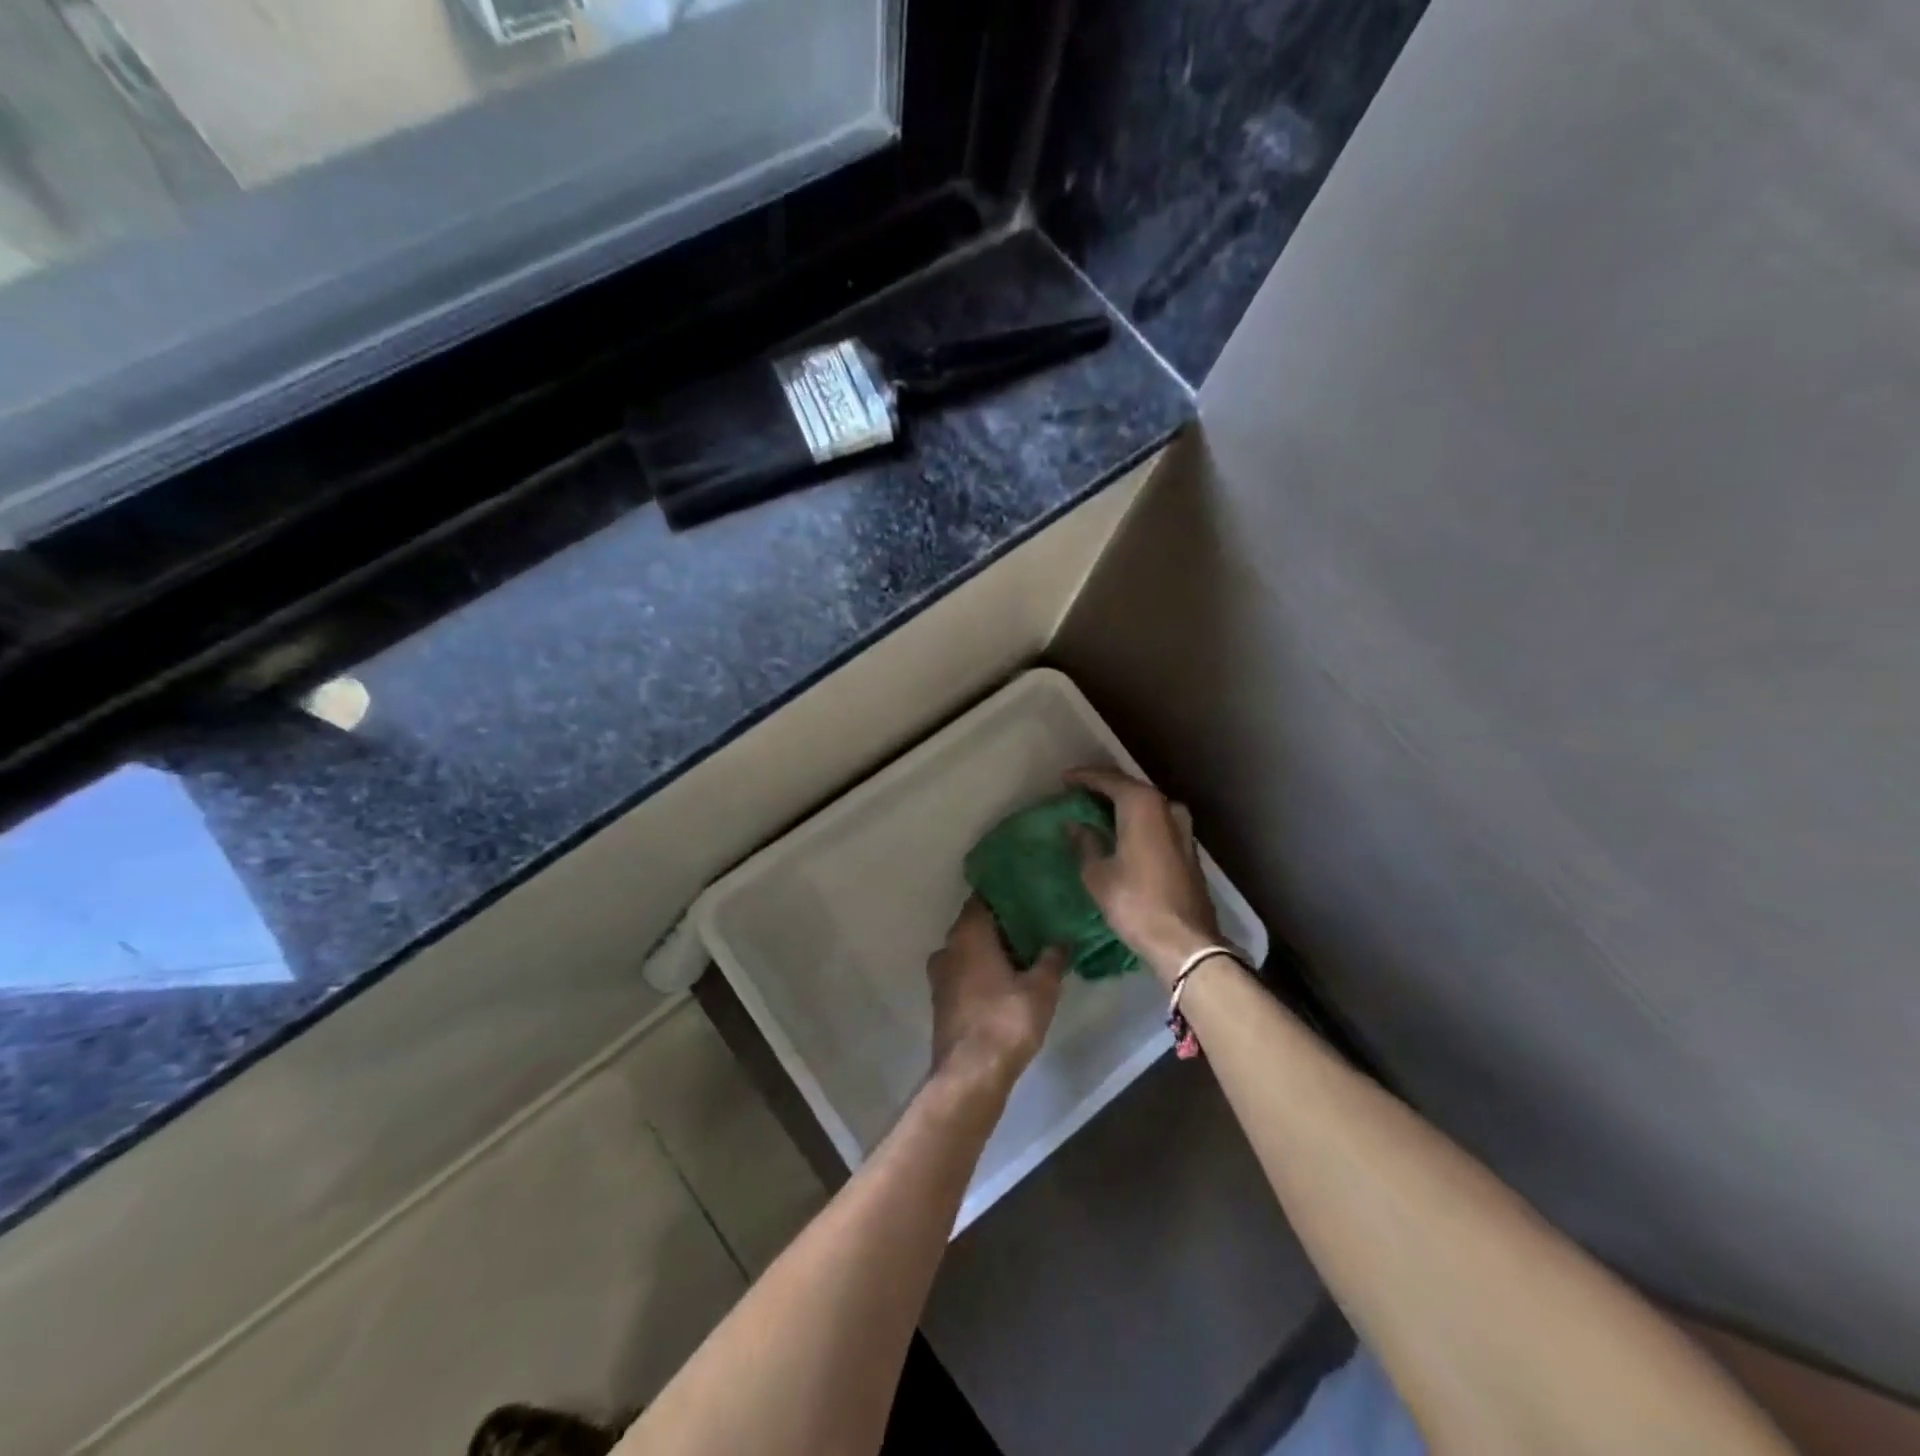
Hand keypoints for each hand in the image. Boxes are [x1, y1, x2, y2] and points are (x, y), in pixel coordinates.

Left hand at [926, 899, 1065, 1090]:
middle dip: (1001, 923)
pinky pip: (963, 972)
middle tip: (1033, 922)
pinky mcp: (941, 1000)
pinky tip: (1005, 979)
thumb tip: (1063, 939)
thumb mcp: (1041, 988)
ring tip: (1023, 952)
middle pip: (975, 924)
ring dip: (990, 949)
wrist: (971, 1074)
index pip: (983, 898)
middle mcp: (948, 947)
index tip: (1026, 893)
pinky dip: (981, 970)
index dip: (1004, 894)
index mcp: (968, 933)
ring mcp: (941, 974)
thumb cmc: (1006, 1020)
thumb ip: (1052, 958)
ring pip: (968, 949)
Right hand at [1067, 766, 1221, 985]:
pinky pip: (1156, 821)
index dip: (1084, 777)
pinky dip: (1136, 819)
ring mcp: (1182, 827)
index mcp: (1142, 805)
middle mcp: (1166, 807)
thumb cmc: (1134, 903)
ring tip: (1097, 809)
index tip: (1063, 779)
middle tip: (1077, 791)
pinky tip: (1121, 830)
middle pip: (1130, 788)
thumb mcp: (1098, 874)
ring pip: (1146, 805)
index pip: (1109, 779)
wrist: (1184, 941)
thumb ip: (1085, 842)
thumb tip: (1075, 825)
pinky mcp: (1187, 847)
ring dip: (1122, 804)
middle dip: (1103, 787)